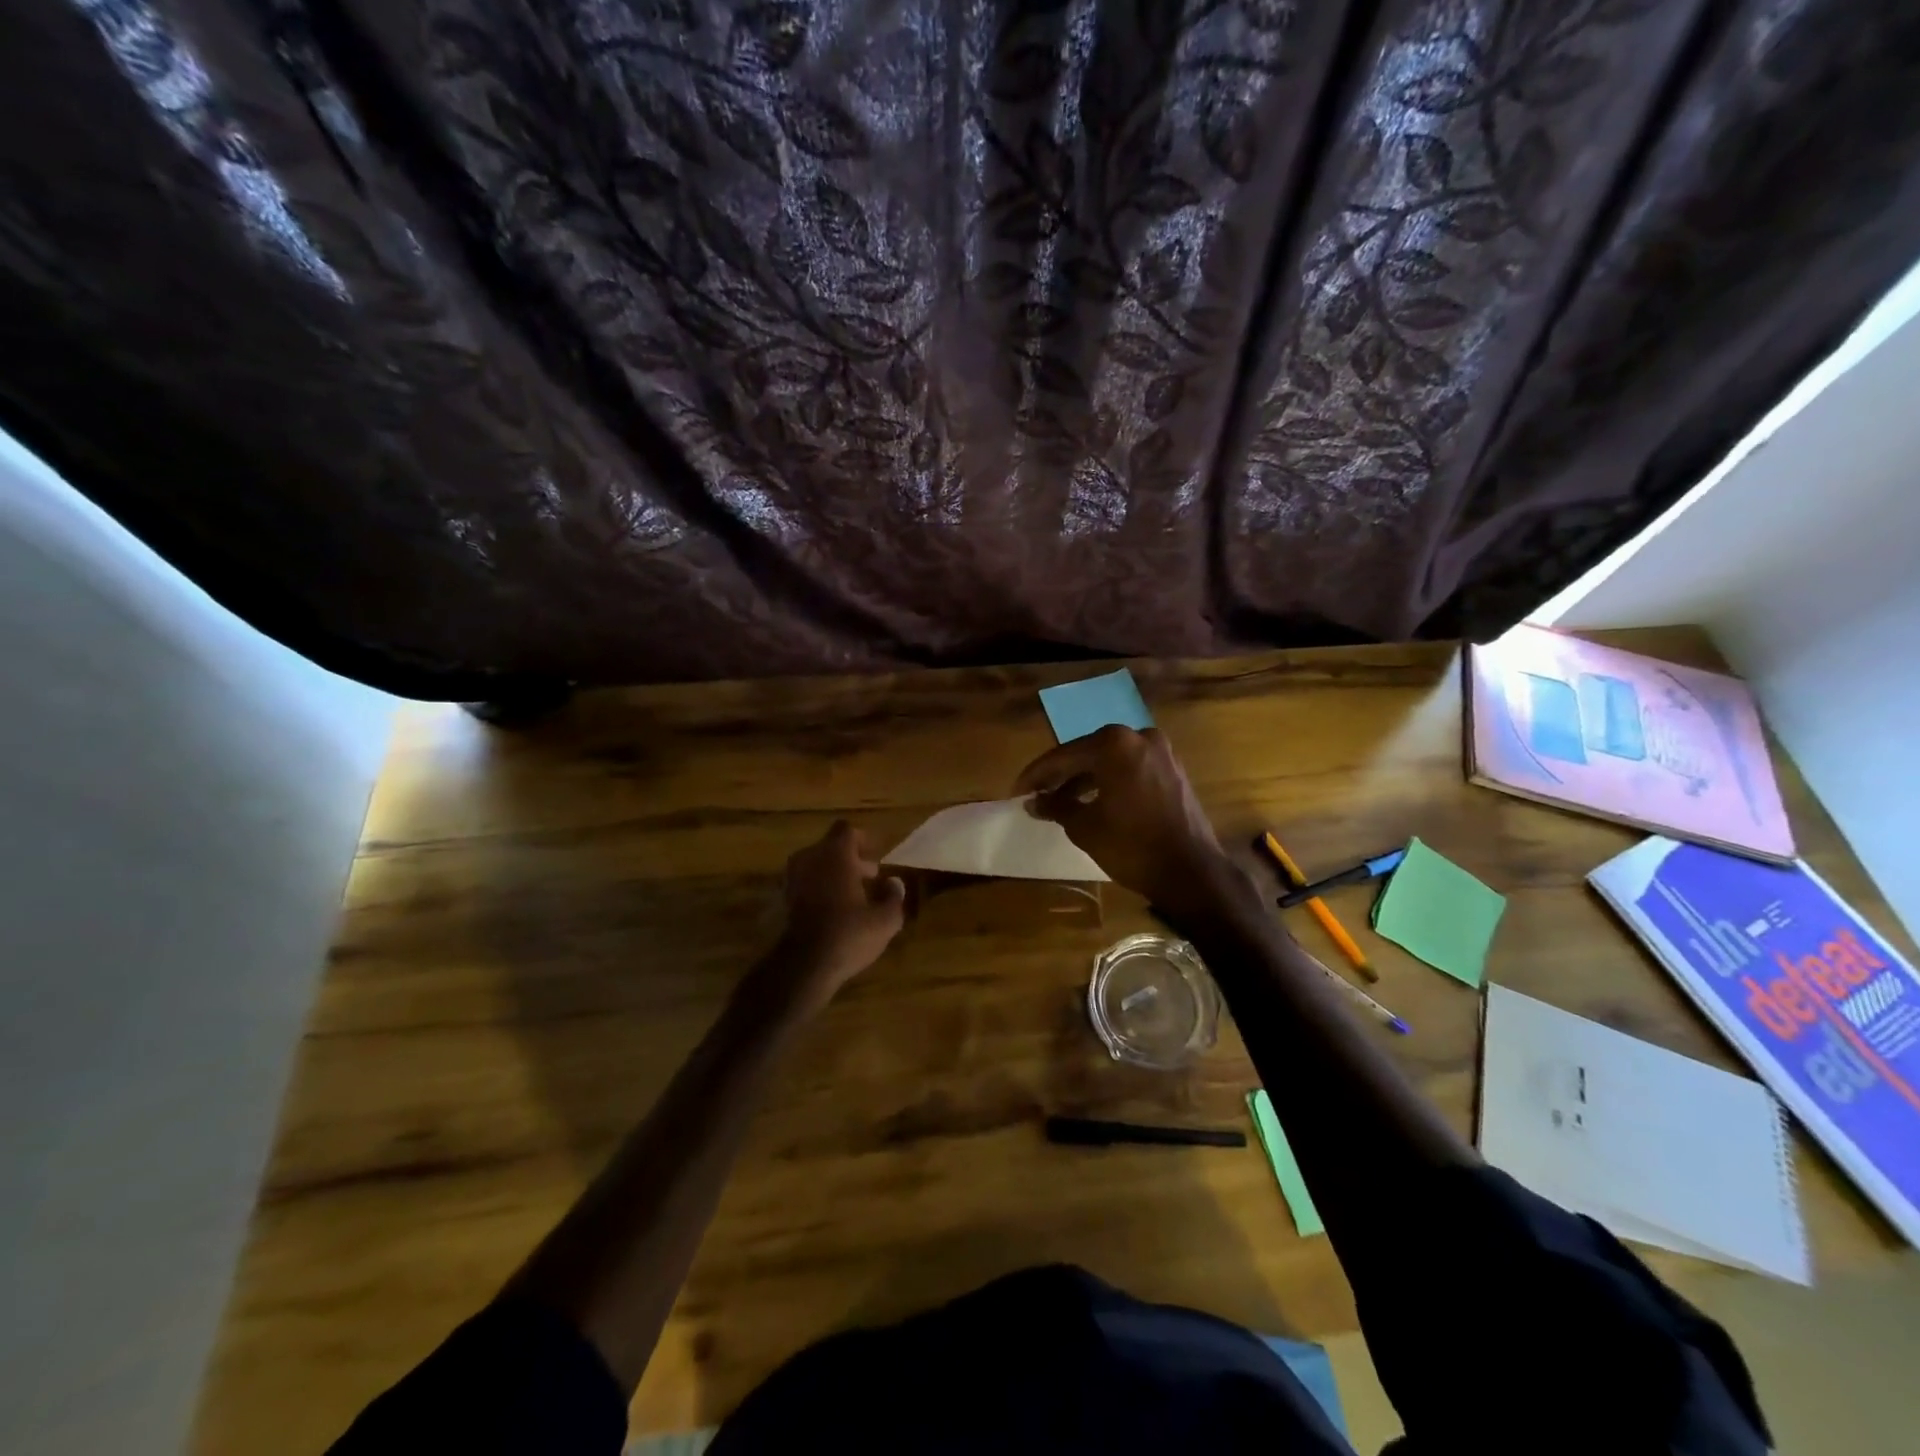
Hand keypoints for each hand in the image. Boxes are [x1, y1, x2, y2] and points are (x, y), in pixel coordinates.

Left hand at [772, 820, 906, 1005]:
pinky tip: (833, 911)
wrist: (803, 966)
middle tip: (870, 877)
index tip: (876, 854)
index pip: (846, 830)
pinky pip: (804, 884)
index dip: (862, 839)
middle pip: (830, 847)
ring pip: (815, 865)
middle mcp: (810, 859)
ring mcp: (792, 879)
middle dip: (851, 859)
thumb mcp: (885, 920)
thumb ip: (893, 897)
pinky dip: (819, 889)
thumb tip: (895, 883)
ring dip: (834, 874)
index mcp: (835, 855)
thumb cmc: (848, 935)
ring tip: (853, 896)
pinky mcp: (781, 900)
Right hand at [1013, 725, 1236, 912]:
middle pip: (1088, 753)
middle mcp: (1139, 737)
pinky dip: (1109, 782)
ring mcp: (1161, 753)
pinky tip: (1091, 802)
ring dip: (1084, 780)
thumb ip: (1056, 807)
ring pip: (1110, 762)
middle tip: (1036, 794)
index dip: (1036, 775)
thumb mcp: (1085, 827)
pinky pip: (1131, 770)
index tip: (1016, 791)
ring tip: (1059, 802)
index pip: (1064, 756)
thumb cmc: (1132, 846)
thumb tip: (1034, 802)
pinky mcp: (1173, 771)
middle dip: (1060, 775)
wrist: (1191, 873)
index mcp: (1115, 744)